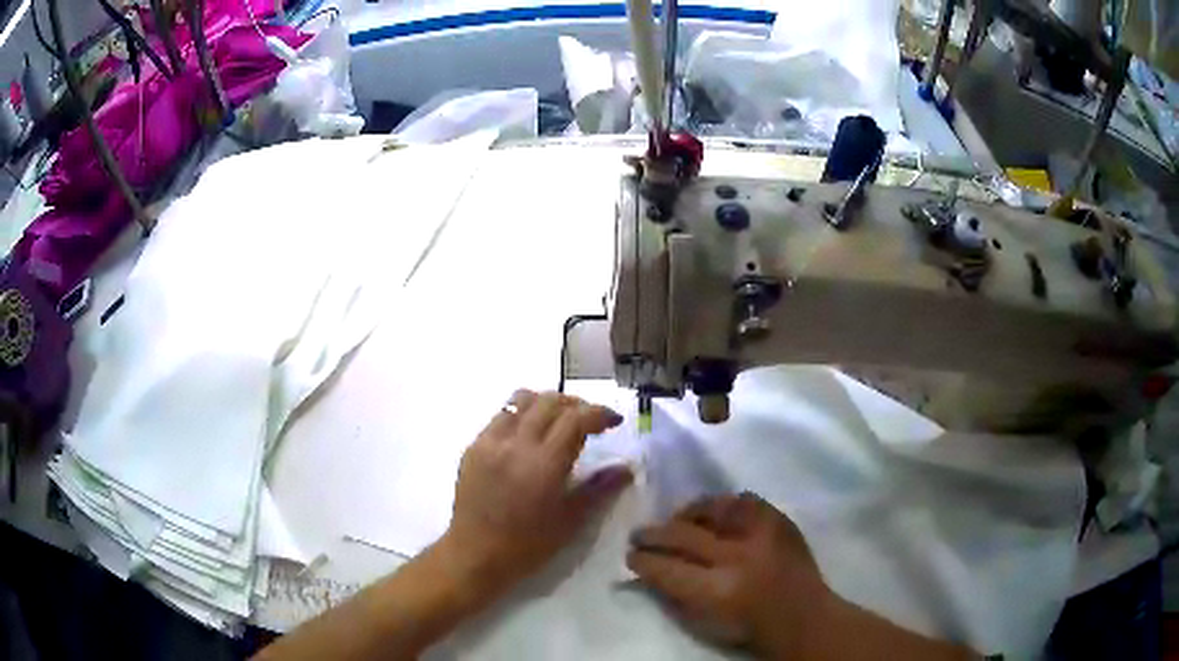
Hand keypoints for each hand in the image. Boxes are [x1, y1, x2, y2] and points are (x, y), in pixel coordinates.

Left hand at [436, 389, 631, 600]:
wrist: (475, 554)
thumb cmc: (528, 545)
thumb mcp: (571, 521)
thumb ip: (600, 489)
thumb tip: (627, 469)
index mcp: (543, 464)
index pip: (575, 419)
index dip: (599, 413)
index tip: (613, 420)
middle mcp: (515, 444)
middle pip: (549, 401)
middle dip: (576, 404)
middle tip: (590, 421)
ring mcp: (490, 442)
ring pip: (521, 400)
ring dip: (546, 403)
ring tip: (558, 420)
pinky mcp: (473, 447)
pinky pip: (501, 416)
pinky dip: (521, 415)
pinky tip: (528, 436)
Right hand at [627, 492, 828, 656]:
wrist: (803, 616)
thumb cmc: (748, 628)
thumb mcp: (704, 623)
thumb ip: (673, 595)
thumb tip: (646, 570)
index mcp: (717, 590)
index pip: (666, 568)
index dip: (643, 561)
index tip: (630, 556)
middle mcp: (737, 557)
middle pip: (683, 536)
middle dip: (654, 534)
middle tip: (638, 535)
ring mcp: (761, 534)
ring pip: (711, 510)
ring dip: (684, 515)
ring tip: (673, 520)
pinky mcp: (778, 520)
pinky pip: (742, 501)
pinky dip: (721, 505)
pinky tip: (710, 511)